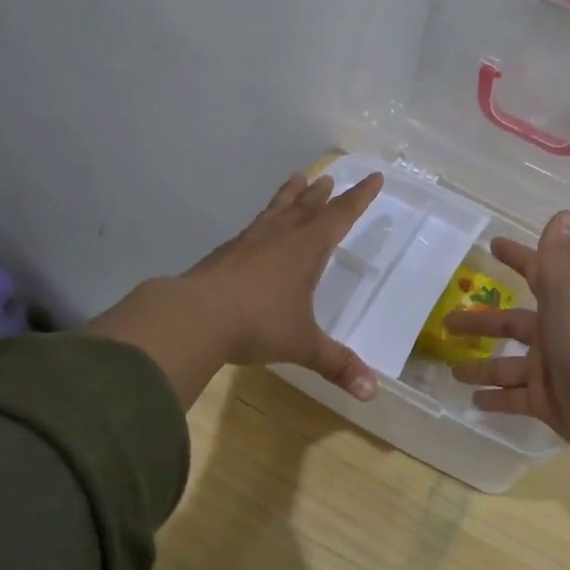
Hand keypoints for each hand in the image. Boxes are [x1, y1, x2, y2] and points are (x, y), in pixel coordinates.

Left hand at [184, 169, 384, 397]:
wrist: (194, 316)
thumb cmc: (257, 324)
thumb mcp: (302, 345)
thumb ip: (336, 364)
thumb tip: (371, 392)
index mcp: (306, 249)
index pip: (340, 215)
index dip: (359, 198)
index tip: (374, 177)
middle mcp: (280, 236)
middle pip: (306, 206)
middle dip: (322, 194)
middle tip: (329, 178)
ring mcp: (249, 241)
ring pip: (276, 209)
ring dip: (290, 194)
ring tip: (296, 177)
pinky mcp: (225, 252)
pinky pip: (253, 226)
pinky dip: (264, 218)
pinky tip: (259, 228)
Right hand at [443, 211, 569, 462]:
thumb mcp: (567, 294)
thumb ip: (557, 258)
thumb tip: (564, 214)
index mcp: (561, 305)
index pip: (534, 274)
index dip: (516, 258)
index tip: (492, 246)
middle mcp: (555, 335)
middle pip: (510, 324)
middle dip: (480, 322)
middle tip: (446, 322)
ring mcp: (549, 371)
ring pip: (506, 365)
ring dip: (480, 366)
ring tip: (450, 370)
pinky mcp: (544, 402)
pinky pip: (512, 398)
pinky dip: (493, 399)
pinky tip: (470, 402)